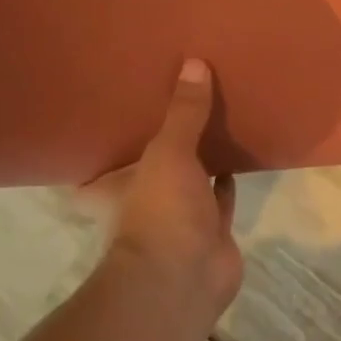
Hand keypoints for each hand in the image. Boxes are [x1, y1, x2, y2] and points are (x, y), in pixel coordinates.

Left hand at [82, 58, 243, 324]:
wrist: (186, 277)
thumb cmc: (160, 212)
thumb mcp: (168, 153)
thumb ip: (183, 113)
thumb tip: (194, 63)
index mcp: (117, 186)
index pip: (100, 167)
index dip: (105, 147)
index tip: (113, 115)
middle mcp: (144, 202)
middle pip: (150, 169)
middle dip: (161, 146)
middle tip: (173, 106)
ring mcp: (179, 219)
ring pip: (189, 181)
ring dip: (199, 160)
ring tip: (212, 120)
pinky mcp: (212, 231)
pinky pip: (221, 198)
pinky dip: (228, 181)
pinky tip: (240, 155)